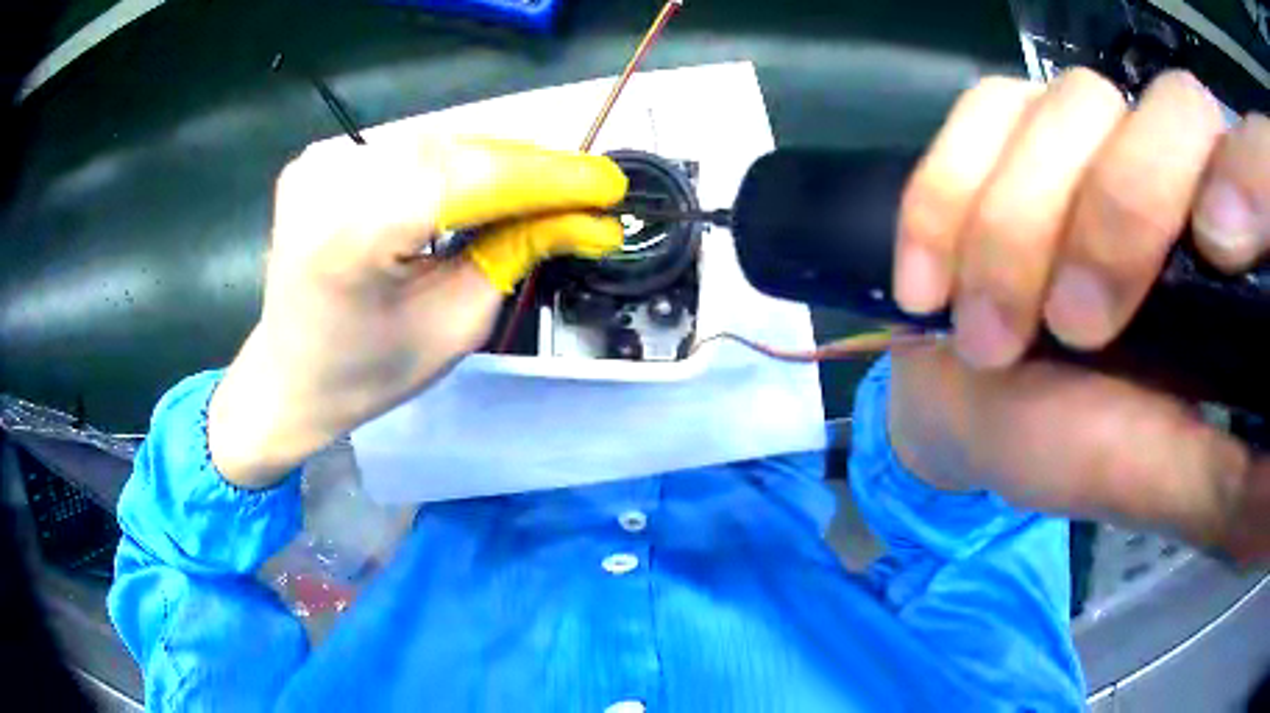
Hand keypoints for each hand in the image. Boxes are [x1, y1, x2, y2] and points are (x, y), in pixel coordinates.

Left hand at [209, 136, 626, 487]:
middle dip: (528, 168)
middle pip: (454, 151)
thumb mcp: (454, 325)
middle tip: (586, 191)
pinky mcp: (319, 160)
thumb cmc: (366, 374)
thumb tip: (592, 220)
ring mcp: (319, 162)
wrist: (288, 378)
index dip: (549, 178)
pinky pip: (404, 149)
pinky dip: (451, 163)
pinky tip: (480, 186)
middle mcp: (330, 179)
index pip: (471, 179)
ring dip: (495, 163)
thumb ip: (519, 254)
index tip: (609, 187)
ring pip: (434, 143)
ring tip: (543, 190)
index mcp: (352, 233)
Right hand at [890, 69, 1269, 559]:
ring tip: (989, 336)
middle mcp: (1169, 161)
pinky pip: (981, 111)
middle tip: (1073, 328)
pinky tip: (930, 280)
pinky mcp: (1007, 123)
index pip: (1251, 162)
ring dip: (1019, 225)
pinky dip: (949, 193)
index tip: (1214, 248)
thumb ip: (1227, 480)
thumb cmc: (1073, 443)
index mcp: (1226, 250)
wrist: (968, 401)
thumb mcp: (1159, 477)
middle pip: (1171, 112)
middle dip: (1120, 212)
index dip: (1245, 175)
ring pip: (1071, 106)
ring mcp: (1085, 125)